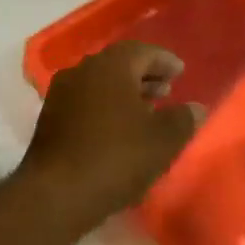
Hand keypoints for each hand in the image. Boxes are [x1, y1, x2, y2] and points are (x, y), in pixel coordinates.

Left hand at [19, 42, 203, 225]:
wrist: (57, 194)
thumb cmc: (116, 158)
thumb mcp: (163, 140)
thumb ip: (183, 119)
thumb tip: (195, 108)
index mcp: (110, 66)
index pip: (142, 51)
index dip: (164, 61)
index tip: (180, 72)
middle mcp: (82, 71)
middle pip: (118, 65)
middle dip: (144, 76)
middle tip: (167, 90)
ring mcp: (61, 94)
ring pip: (99, 84)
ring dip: (125, 93)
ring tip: (147, 112)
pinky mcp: (50, 119)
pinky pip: (85, 102)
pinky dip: (105, 108)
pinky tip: (119, 130)